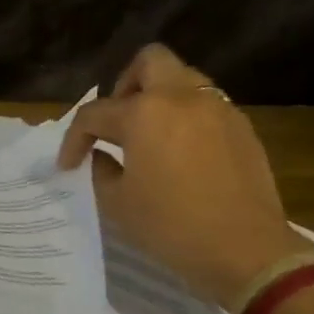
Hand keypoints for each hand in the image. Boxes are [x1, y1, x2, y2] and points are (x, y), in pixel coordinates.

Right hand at [57, 45, 307, 308]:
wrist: (245, 251)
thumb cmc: (171, 226)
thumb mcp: (117, 202)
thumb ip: (101, 169)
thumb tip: (101, 155)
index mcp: (144, 113)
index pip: (94, 113)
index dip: (74, 139)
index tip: (68, 165)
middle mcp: (182, 98)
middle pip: (149, 62)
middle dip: (124, 86)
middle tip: (116, 123)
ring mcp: (218, 109)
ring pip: (182, 79)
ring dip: (157, 98)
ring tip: (146, 137)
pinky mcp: (241, 128)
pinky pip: (205, 105)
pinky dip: (184, 118)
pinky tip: (179, 154)